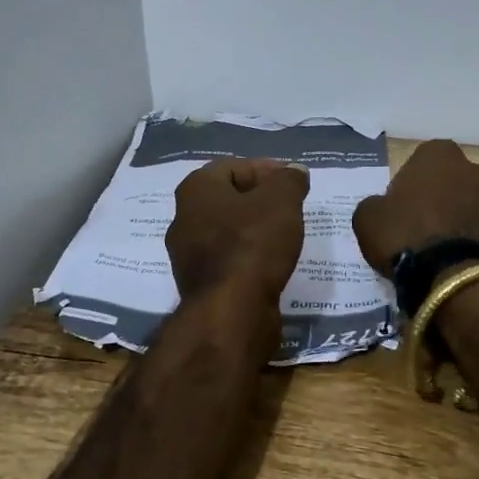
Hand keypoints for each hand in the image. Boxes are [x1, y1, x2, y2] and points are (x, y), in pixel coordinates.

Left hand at [166, 158, 310, 302]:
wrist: (231, 311)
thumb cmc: (253, 243)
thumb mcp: (281, 202)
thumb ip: (289, 180)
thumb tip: (294, 170)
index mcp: (196, 190)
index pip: (233, 166)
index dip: (266, 170)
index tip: (292, 182)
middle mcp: (184, 218)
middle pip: (228, 198)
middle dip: (259, 199)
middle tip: (290, 206)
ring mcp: (188, 254)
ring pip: (227, 230)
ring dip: (254, 228)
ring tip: (285, 234)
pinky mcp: (200, 284)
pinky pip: (228, 258)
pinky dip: (249, 255)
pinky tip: (271, 261)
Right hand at [352, 139, 478, 277]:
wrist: (458, 281)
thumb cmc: (407, 237)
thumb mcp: (367, 219)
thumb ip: (375, 205)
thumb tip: (382, 208)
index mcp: (439, 155)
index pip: (422, 161)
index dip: (411, 185)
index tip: (401, 209)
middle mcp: (476, 168)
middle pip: (454, 181)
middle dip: (444, 199)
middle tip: (424, 229)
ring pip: (476, 206)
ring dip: (465, 220)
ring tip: (447, 253)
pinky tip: (464, 266)